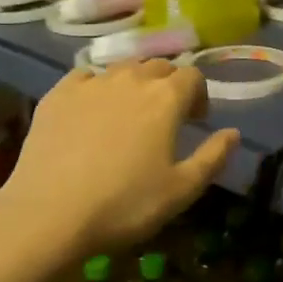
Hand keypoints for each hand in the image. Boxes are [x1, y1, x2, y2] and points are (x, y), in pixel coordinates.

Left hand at [0, 60, 239, 258]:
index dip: (199, 95)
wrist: (49, 215)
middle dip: (169, 85)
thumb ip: (213, 157)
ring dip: (135, 82)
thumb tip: (233, 133)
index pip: (192, 76)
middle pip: (158, 66)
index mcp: (166, 98)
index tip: (196, 121)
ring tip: (130, 112)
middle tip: (166, 116)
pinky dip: (96, 86)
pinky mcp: (58, 95)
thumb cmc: (125, 204)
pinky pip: (85, 77)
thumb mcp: (182, 190)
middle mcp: (131, 79)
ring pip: (122, 68)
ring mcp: (91, 84)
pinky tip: (92, 110)